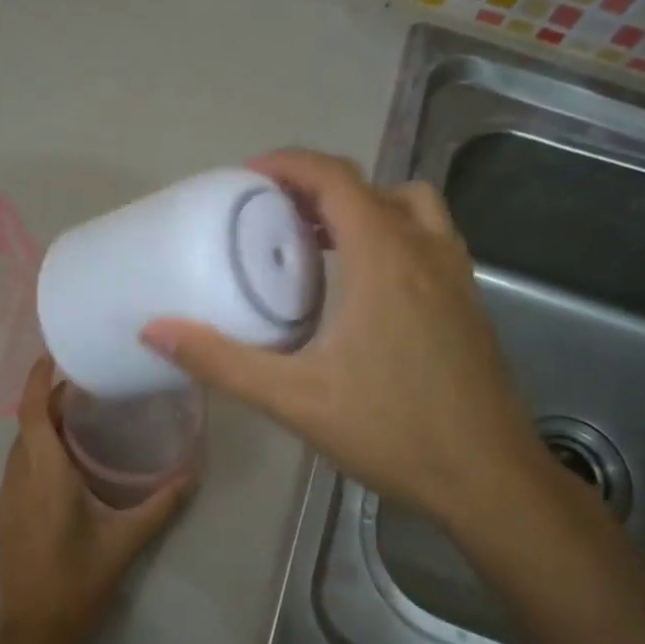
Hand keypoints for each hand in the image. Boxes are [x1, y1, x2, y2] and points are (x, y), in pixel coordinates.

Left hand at [0, 354, 193, 643]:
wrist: (33, 634)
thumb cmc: (78, 582)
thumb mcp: (126, 540)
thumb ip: (161, 504)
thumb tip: (193, 472)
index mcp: (43, 474)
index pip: (33, 412)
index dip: (39, 380)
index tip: (55, 356)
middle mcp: (18, 477)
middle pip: (28, 424)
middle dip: (52, 400)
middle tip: (90, 387)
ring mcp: (7, 497)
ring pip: (23, 446)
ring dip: (45, 425)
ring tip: (84, 417)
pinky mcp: (6, 514)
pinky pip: (21, 466)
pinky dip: (40, 449)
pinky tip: (70, 461)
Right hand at [141, 149, 556, 544]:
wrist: (489, 479)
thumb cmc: (392, 431)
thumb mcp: (295, 399)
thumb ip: (222, 361)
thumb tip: (155, 331)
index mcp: (385, 257)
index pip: (335, 178)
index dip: (288, 165)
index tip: (246, 177)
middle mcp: (426, 250)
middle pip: (373, 186)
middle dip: (320, 187)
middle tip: (275, 214)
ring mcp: (457, 276)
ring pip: (411, 208)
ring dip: (364, 207)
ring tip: (321, 241)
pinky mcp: (470, 303)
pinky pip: (428, 240)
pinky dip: (392, 235)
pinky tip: (364, 288)